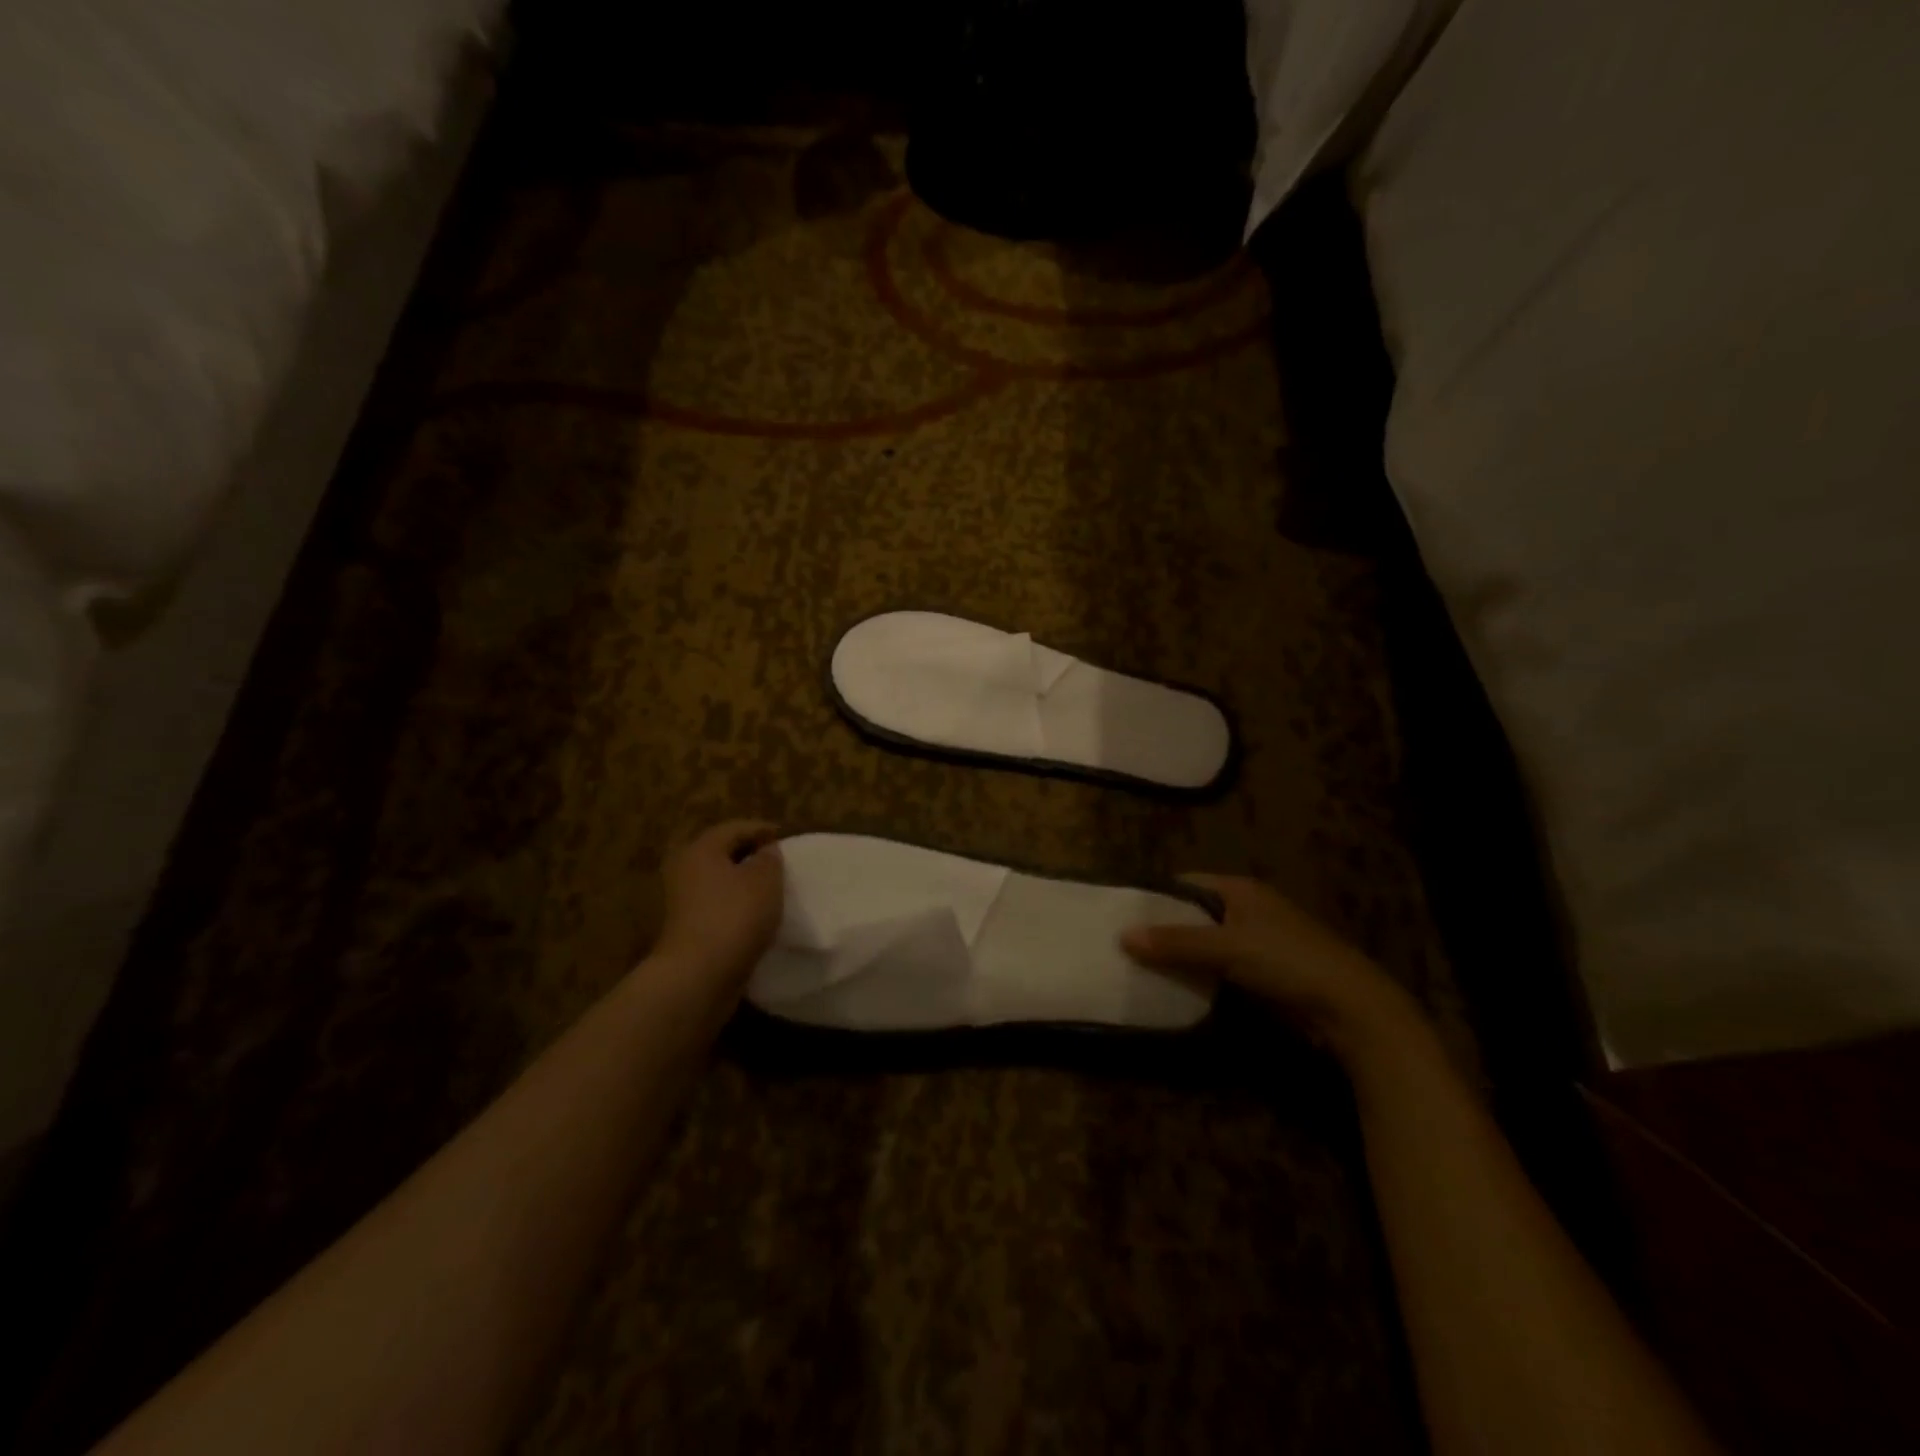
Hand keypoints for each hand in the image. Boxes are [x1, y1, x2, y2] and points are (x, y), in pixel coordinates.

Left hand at [650, 820, 784, 991]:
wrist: (699, 975)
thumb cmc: (734, 916)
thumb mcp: (765, 879)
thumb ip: (769, 858)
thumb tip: (766, 851)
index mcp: (701, 849)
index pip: (736, 828)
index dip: (763, 830)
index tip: (786, 838)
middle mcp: (686, 869)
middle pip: (723, 853)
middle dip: (751, 855)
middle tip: (779, 862)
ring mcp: (684, 901)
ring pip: (720, 881)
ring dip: (744, 882)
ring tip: (772, 889)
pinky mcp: (688, 928)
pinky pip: (718, 906)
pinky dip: (737, 905)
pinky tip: (756, 915)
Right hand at [1122, 874, 1422, 1062]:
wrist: (1350, 1009)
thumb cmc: (1286, 961)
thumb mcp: (1225, 947)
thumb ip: (1175, 942)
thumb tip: (1123, 935)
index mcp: (1240, 890)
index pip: (1186, 883)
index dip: (1155, 896)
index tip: (1123, 913)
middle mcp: (1247, 910)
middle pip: (1193, 915)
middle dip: (1163, 929)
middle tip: (1124, 944)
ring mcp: (1257, 944)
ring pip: (1205, 945)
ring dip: (1179, 957)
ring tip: (1139, 968)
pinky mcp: (1263, 975)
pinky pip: (1219, 970)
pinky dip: (1198, 977)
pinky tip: (1174, 989)